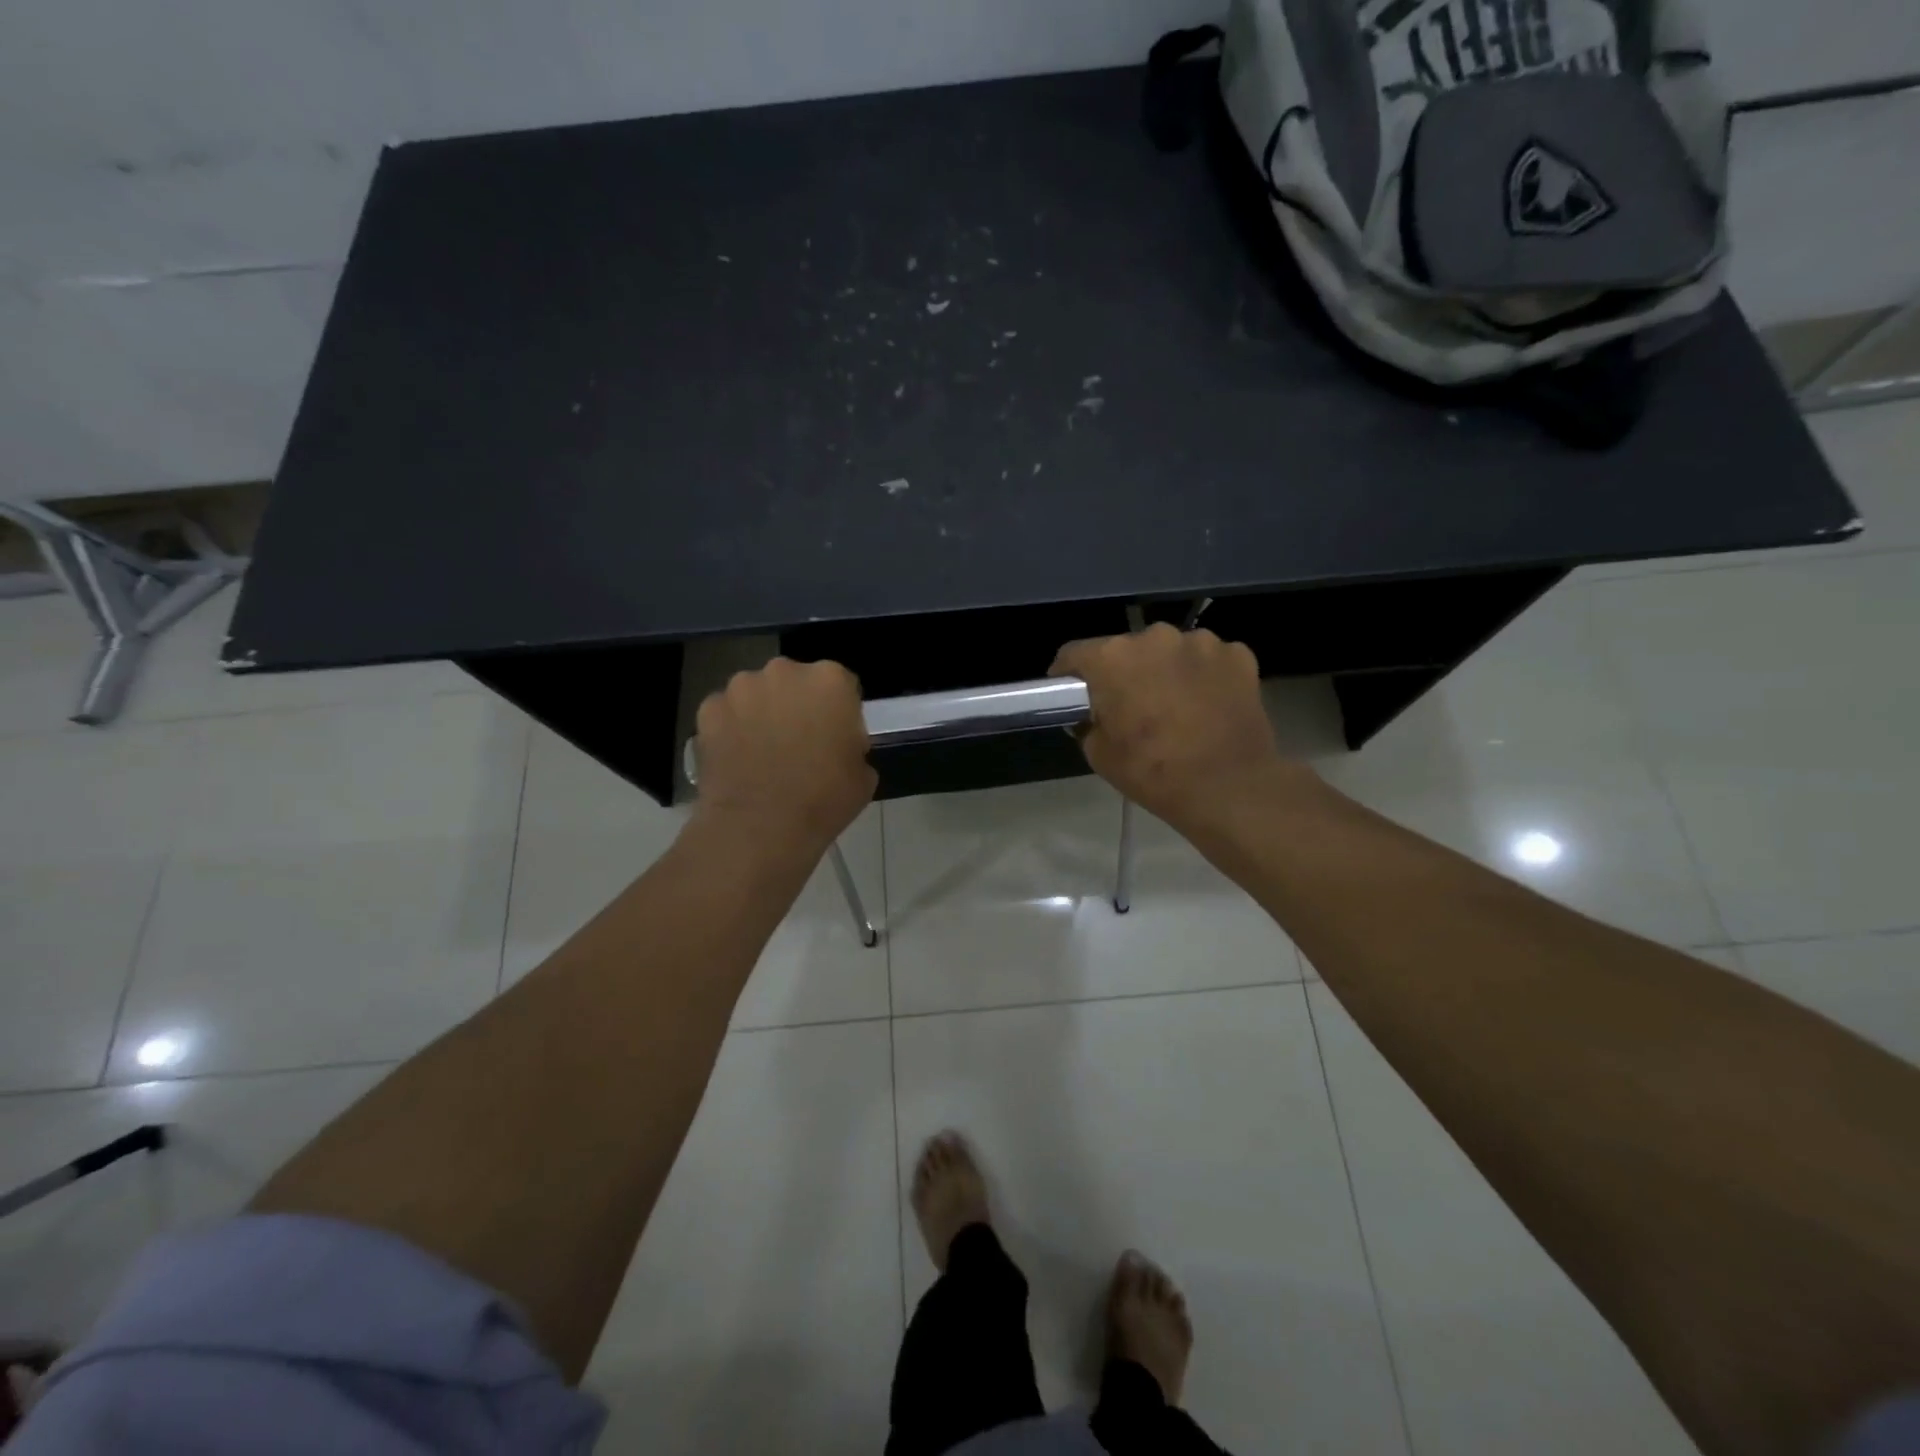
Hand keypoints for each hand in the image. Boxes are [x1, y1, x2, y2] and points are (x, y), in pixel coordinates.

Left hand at [691, 658, 875, 855]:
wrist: (760, 827)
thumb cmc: (824, 800)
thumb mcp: (864, 774)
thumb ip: (853, 745)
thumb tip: (837, 745)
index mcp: (830, 680)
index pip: (842, 685)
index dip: (840, 712)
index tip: (836, 737)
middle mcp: (785, 671)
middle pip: (795, 682)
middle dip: (798, 705)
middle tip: (798, 743)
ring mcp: (742, 687)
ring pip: (757, 694)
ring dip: (762, 713)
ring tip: (762, 753)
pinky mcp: (709, 709)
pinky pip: (726, 714)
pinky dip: (730, 729)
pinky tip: (736, 759)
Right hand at [1051, 625, 1293, 834]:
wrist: (1230, 788)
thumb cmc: (1154, 773)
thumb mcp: (1099, 755)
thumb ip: (1088, 723)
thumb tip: (1093, 713)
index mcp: (1113, 658)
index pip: (1074, 654)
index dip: (1068, 674)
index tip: (1072, 693)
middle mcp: (1155, 637)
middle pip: (1126, 649)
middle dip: (1123, 673)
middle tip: (1129, 706)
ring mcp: (1202, 642)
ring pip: (1170, 652)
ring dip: (1165, 671)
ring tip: (1174, 706)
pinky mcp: (1238, 654)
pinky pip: (1208, 660)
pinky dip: (1202, 677)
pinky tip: (1207, 706)